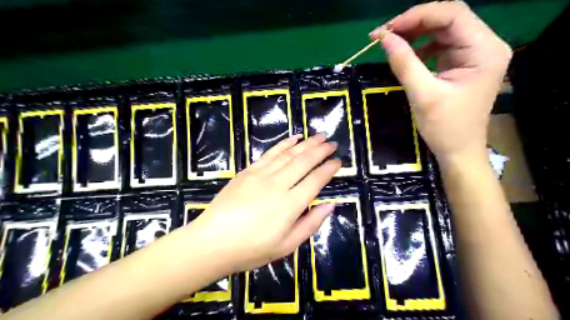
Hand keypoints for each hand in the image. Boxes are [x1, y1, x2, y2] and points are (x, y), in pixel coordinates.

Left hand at [185, 134, 339, 272]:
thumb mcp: (286, 246)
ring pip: (289, 154)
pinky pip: (270, 153)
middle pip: (304, 162)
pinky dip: (283, 144)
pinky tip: (293, 138)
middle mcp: (278, 184)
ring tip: (318, 136)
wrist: (212, 242)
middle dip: (320, 151)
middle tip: (332, 143)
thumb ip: (310, 224)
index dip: (329, 169)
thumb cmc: (251, 249)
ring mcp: (261, 175)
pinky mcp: (248, 171)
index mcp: (290, 205)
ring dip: (306, 143)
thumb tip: (330, 205)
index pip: (315, 180)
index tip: (338, 161)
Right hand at [370, 2, 512, 166]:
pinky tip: (407, 55)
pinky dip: (421, 47)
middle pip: (448, 19)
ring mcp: (475, 54)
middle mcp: (485, 45)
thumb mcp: (422, 94)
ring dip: (415, 34)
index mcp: (484, 50)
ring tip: (391, 42)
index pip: (452, 14)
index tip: (387, 30)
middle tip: (384, 35)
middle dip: (414, 23)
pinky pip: (440, 45)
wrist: (458, 151)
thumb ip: (404, 63)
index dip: (417, 16)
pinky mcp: (463, 63)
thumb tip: (383, 38)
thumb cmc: (445, 127)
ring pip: (443, 30)